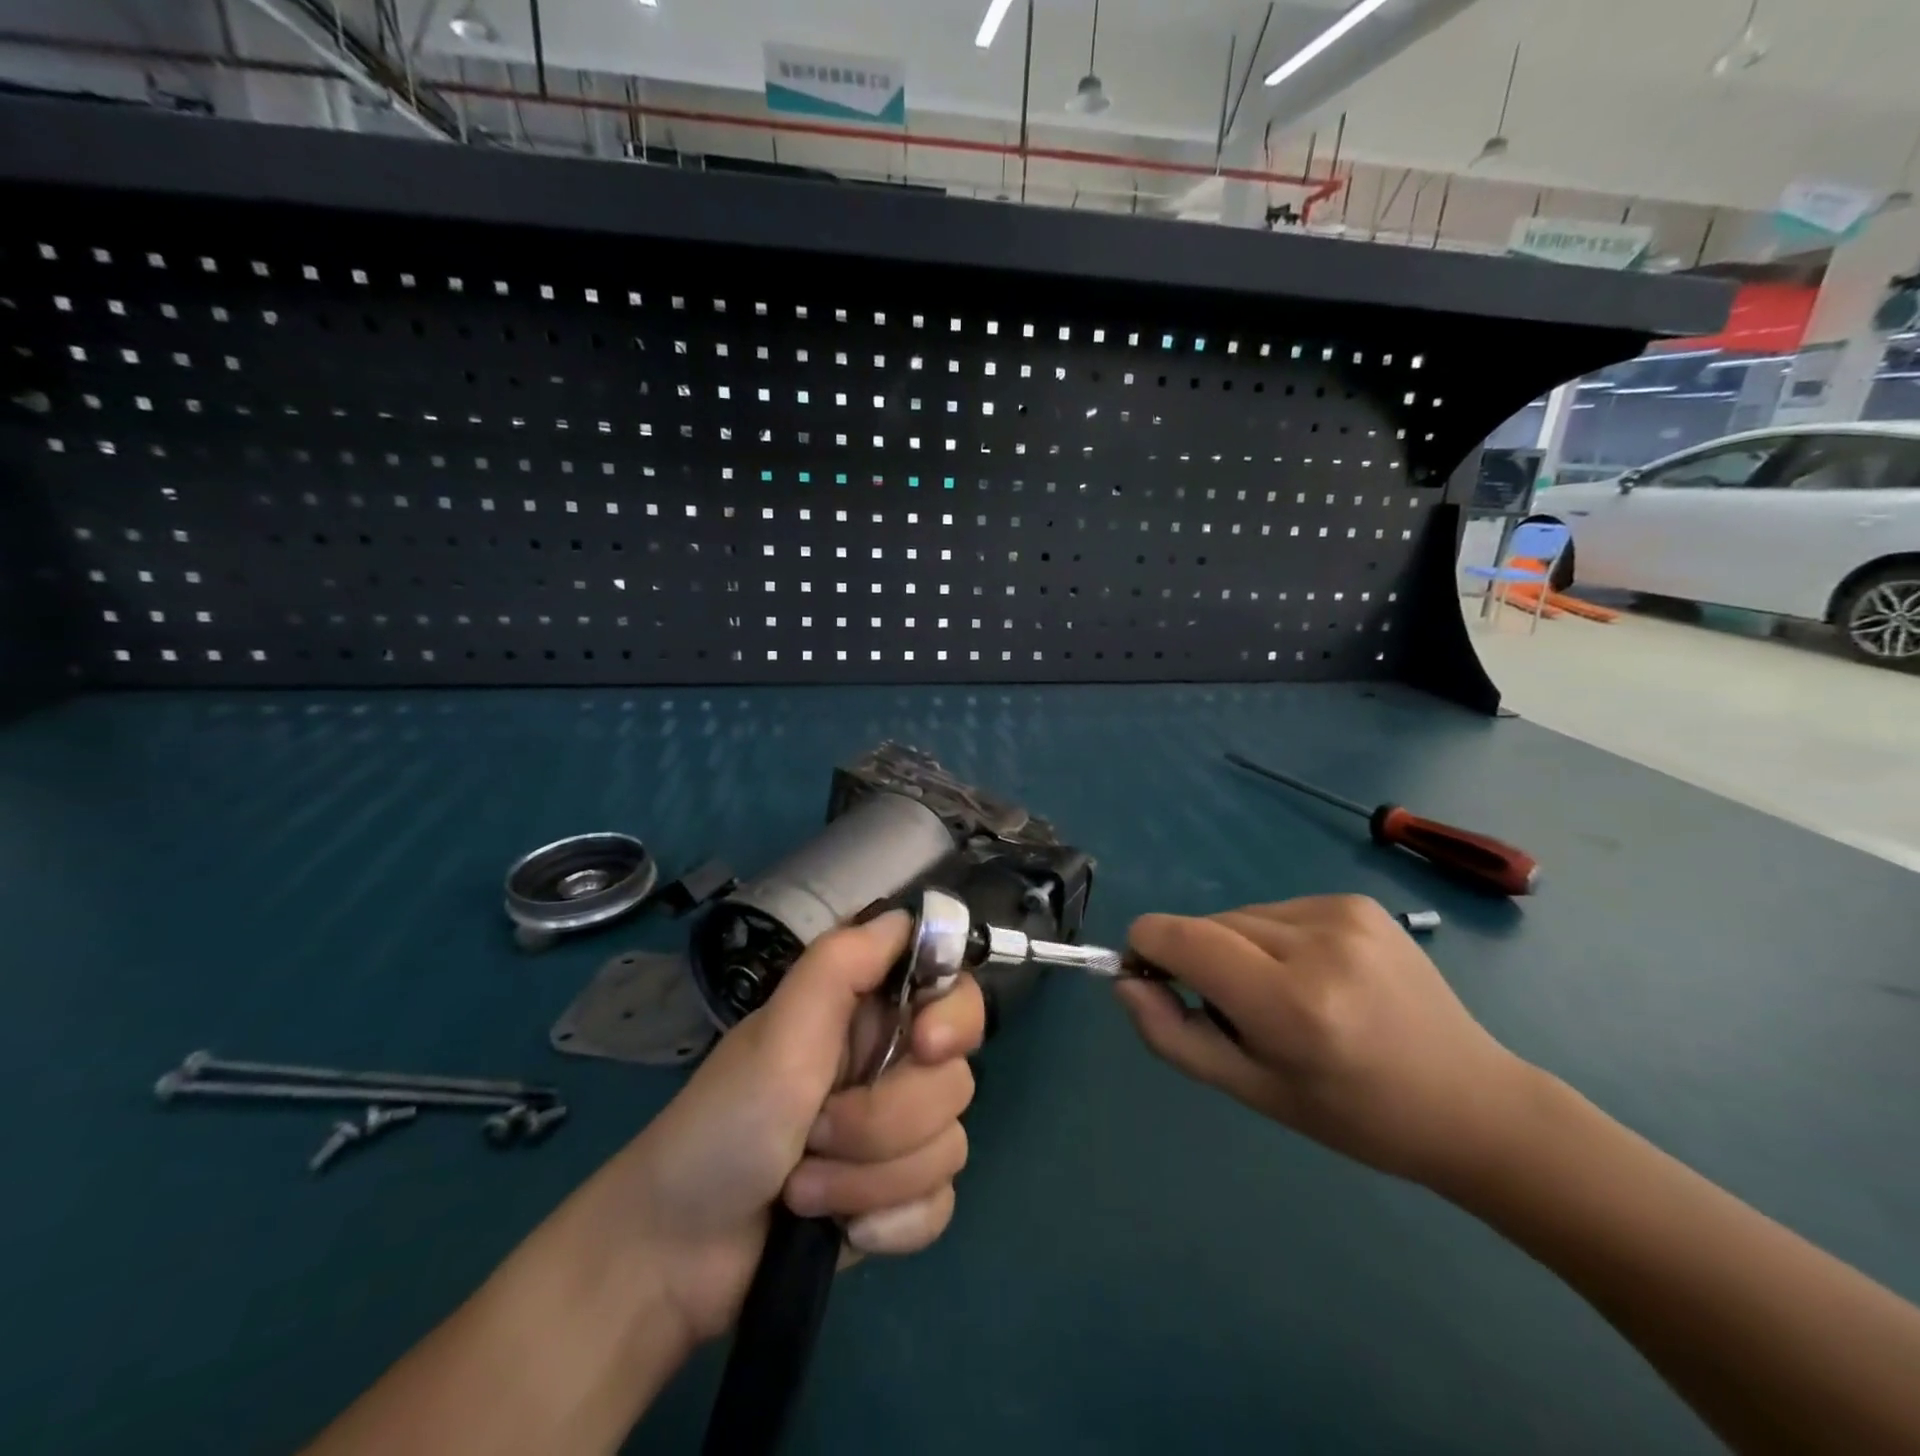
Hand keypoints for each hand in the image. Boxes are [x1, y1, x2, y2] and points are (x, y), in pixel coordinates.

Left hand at [623, 911, 984, 1342]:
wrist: (675, 1256)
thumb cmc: (724, 1125)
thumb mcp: (778, 1033)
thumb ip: (840, 964)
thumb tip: (905, 916)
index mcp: (866, 1011)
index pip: (953, 988)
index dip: (955, 1015)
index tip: (926, 1046)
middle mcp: (889, 1062)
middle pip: (954, 1079)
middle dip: (884, 1120)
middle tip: (817, 1131)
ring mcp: (895, 1133)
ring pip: (947, 1145)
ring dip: (871, 1177)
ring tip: (805, 1186)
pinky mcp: (894, 1197)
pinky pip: (937, 1204)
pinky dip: (889, 1222)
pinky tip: (844, 1230)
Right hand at [1114, 895, 1532, 1190]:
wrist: (1471, 1103)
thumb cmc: (1354, 1115)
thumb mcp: (1251, 1092)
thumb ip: (1173, 1035)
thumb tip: (1125, 981)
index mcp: (1290, 1003)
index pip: (1179, 937)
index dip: (1146, 948)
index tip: (1150, 978)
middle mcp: (1316, 943)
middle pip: (1207, 925)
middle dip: (1202, 961)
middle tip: (1243, 1014)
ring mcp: (1342, 914)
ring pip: (1240, 915)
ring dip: (1239, 949)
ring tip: (1286, 996)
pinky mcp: (1357, 902)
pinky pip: (1277, 909)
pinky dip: (1275, 939)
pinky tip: (1316, 976)